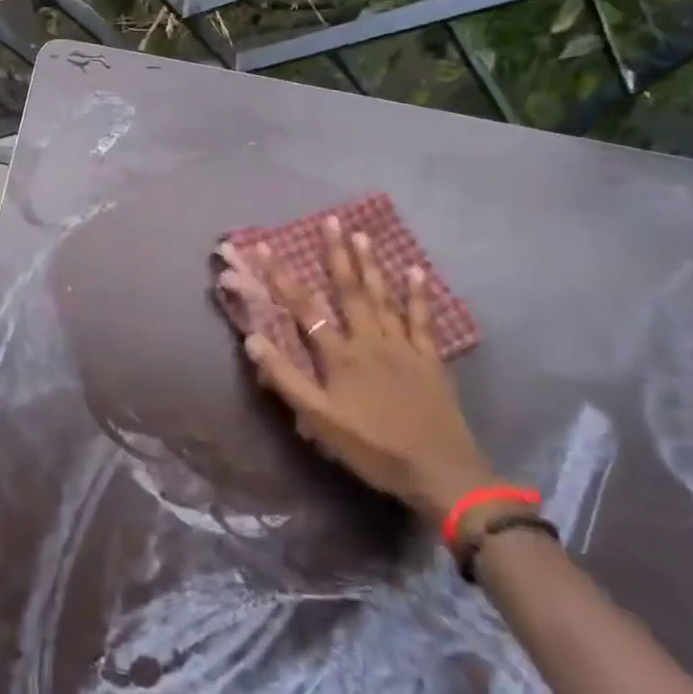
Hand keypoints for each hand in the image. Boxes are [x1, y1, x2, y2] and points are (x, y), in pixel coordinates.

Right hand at [219, 216, 492, 527]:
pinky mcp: (429, 359)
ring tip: (362, 234)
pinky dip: (419, 294)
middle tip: (331, 221)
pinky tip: (416, 271)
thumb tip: (253, 338)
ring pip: (383, 297)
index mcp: (340, 355)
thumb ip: (285, 378)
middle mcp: (370, 340)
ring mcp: (403, 346)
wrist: (440, 472)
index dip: (282, 277)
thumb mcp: (319, 421)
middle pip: (349, 290)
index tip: (265, 247)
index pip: (303, 308)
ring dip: (371, 264)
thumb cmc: (372, 448)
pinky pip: (422, 319)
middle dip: (337, 254)